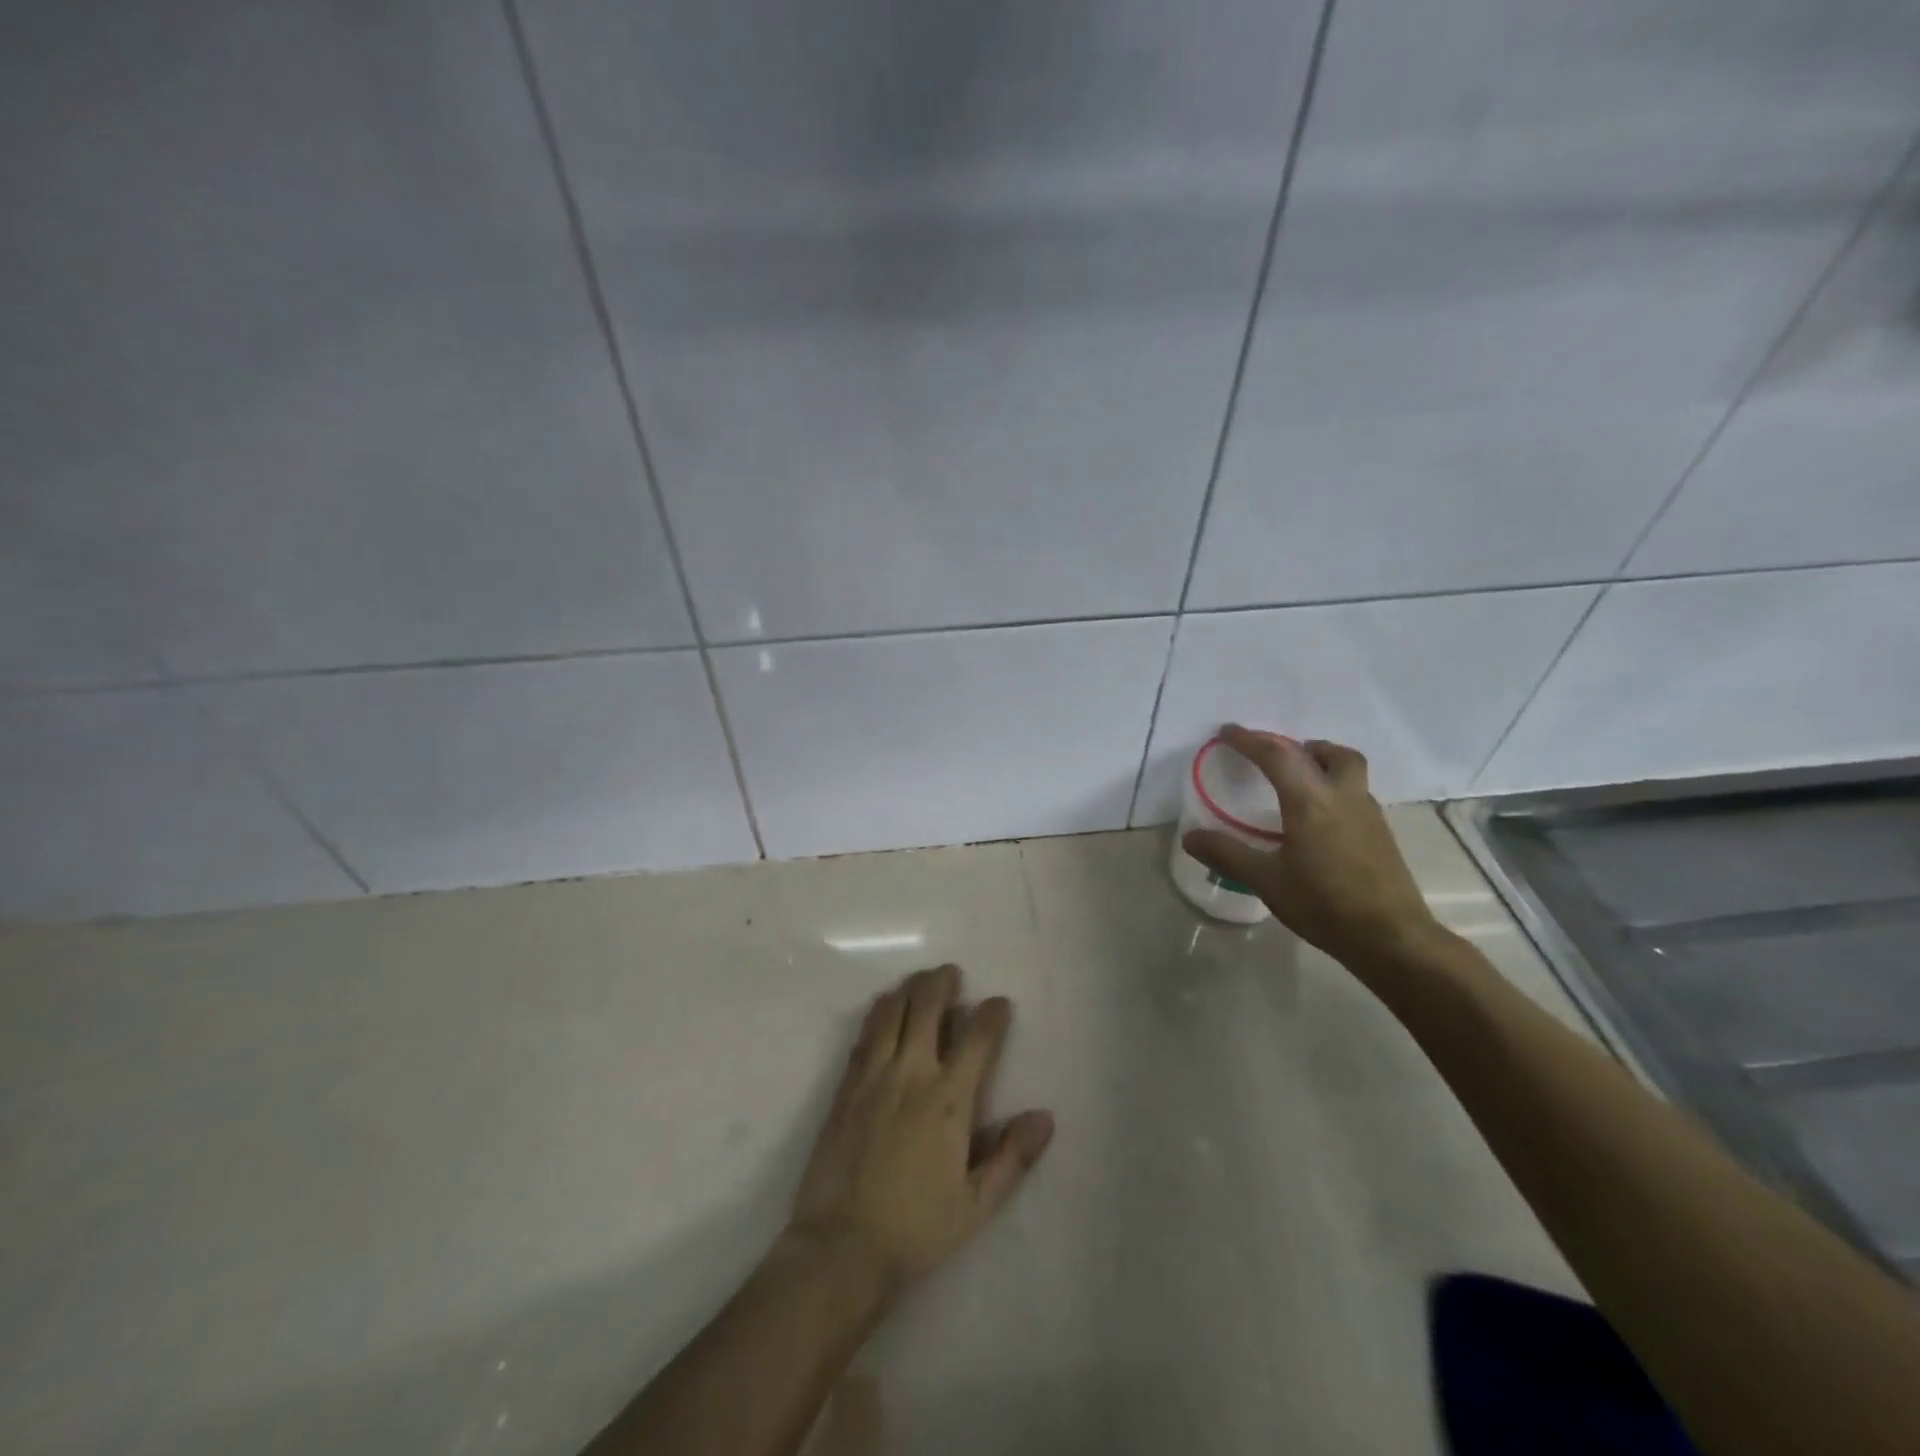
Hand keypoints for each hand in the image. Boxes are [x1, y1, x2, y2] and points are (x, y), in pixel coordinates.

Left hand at [784, 965, 1054, 1308]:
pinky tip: (882, 1007)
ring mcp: (873, 1077)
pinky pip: (864, 1035)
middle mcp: (912, 1075)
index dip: (991, 1014)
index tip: (999, 1003)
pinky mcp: (845, 1087)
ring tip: (919, 980)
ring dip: (908, 989)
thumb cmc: (917, 1229)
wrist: (842, 1248)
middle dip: (942, 983)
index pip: (977, 1039)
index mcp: (949, 1101)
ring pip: (892, 1013)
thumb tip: (1044, 1117)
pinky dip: (877, 1013)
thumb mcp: (976, 1204)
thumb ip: (1012, 1157)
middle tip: (951, 973)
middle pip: (927, 1008)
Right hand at [1182, 725, 1444, 968]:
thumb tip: (1190, 836)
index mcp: (1311, 801)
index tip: (1226, 733)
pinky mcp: (1381, 835)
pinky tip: (1318, 821)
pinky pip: (1355, 794)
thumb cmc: (1324, 904)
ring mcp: (1368, 815)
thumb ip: (1227, 854)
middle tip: (1274, 756)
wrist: (1391, 938)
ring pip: (1349, 771)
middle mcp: (1343, 797)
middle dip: (1299, 745)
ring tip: (1297, 783)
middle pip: (1329, 753)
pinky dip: (1333, 790)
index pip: (1276, 755)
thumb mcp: (1267, 881)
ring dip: (1322, 764)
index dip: (1248, 740)